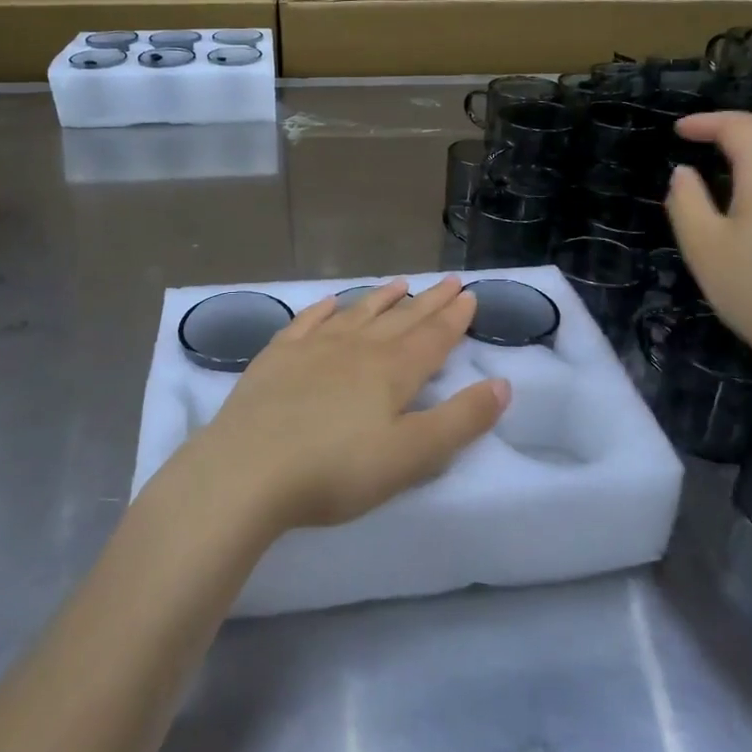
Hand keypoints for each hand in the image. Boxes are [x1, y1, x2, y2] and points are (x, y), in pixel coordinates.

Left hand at [181, 277, 509, 534]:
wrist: (248, 469)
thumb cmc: (337, 470)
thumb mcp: (412, 456)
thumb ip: (460, 420)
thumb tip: (503, 385)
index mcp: (392, 371)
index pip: (433, 337)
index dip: (454, 318)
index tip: (469, 295)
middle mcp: (356, 348)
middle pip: (400, 319)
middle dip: (428, 301)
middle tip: (448, 281)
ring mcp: (313, 347)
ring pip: (356, 313)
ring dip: (381, 298)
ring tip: (400, 283)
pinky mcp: (276, 357)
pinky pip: (307, 321)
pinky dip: (324, 309)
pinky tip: (331, 301)